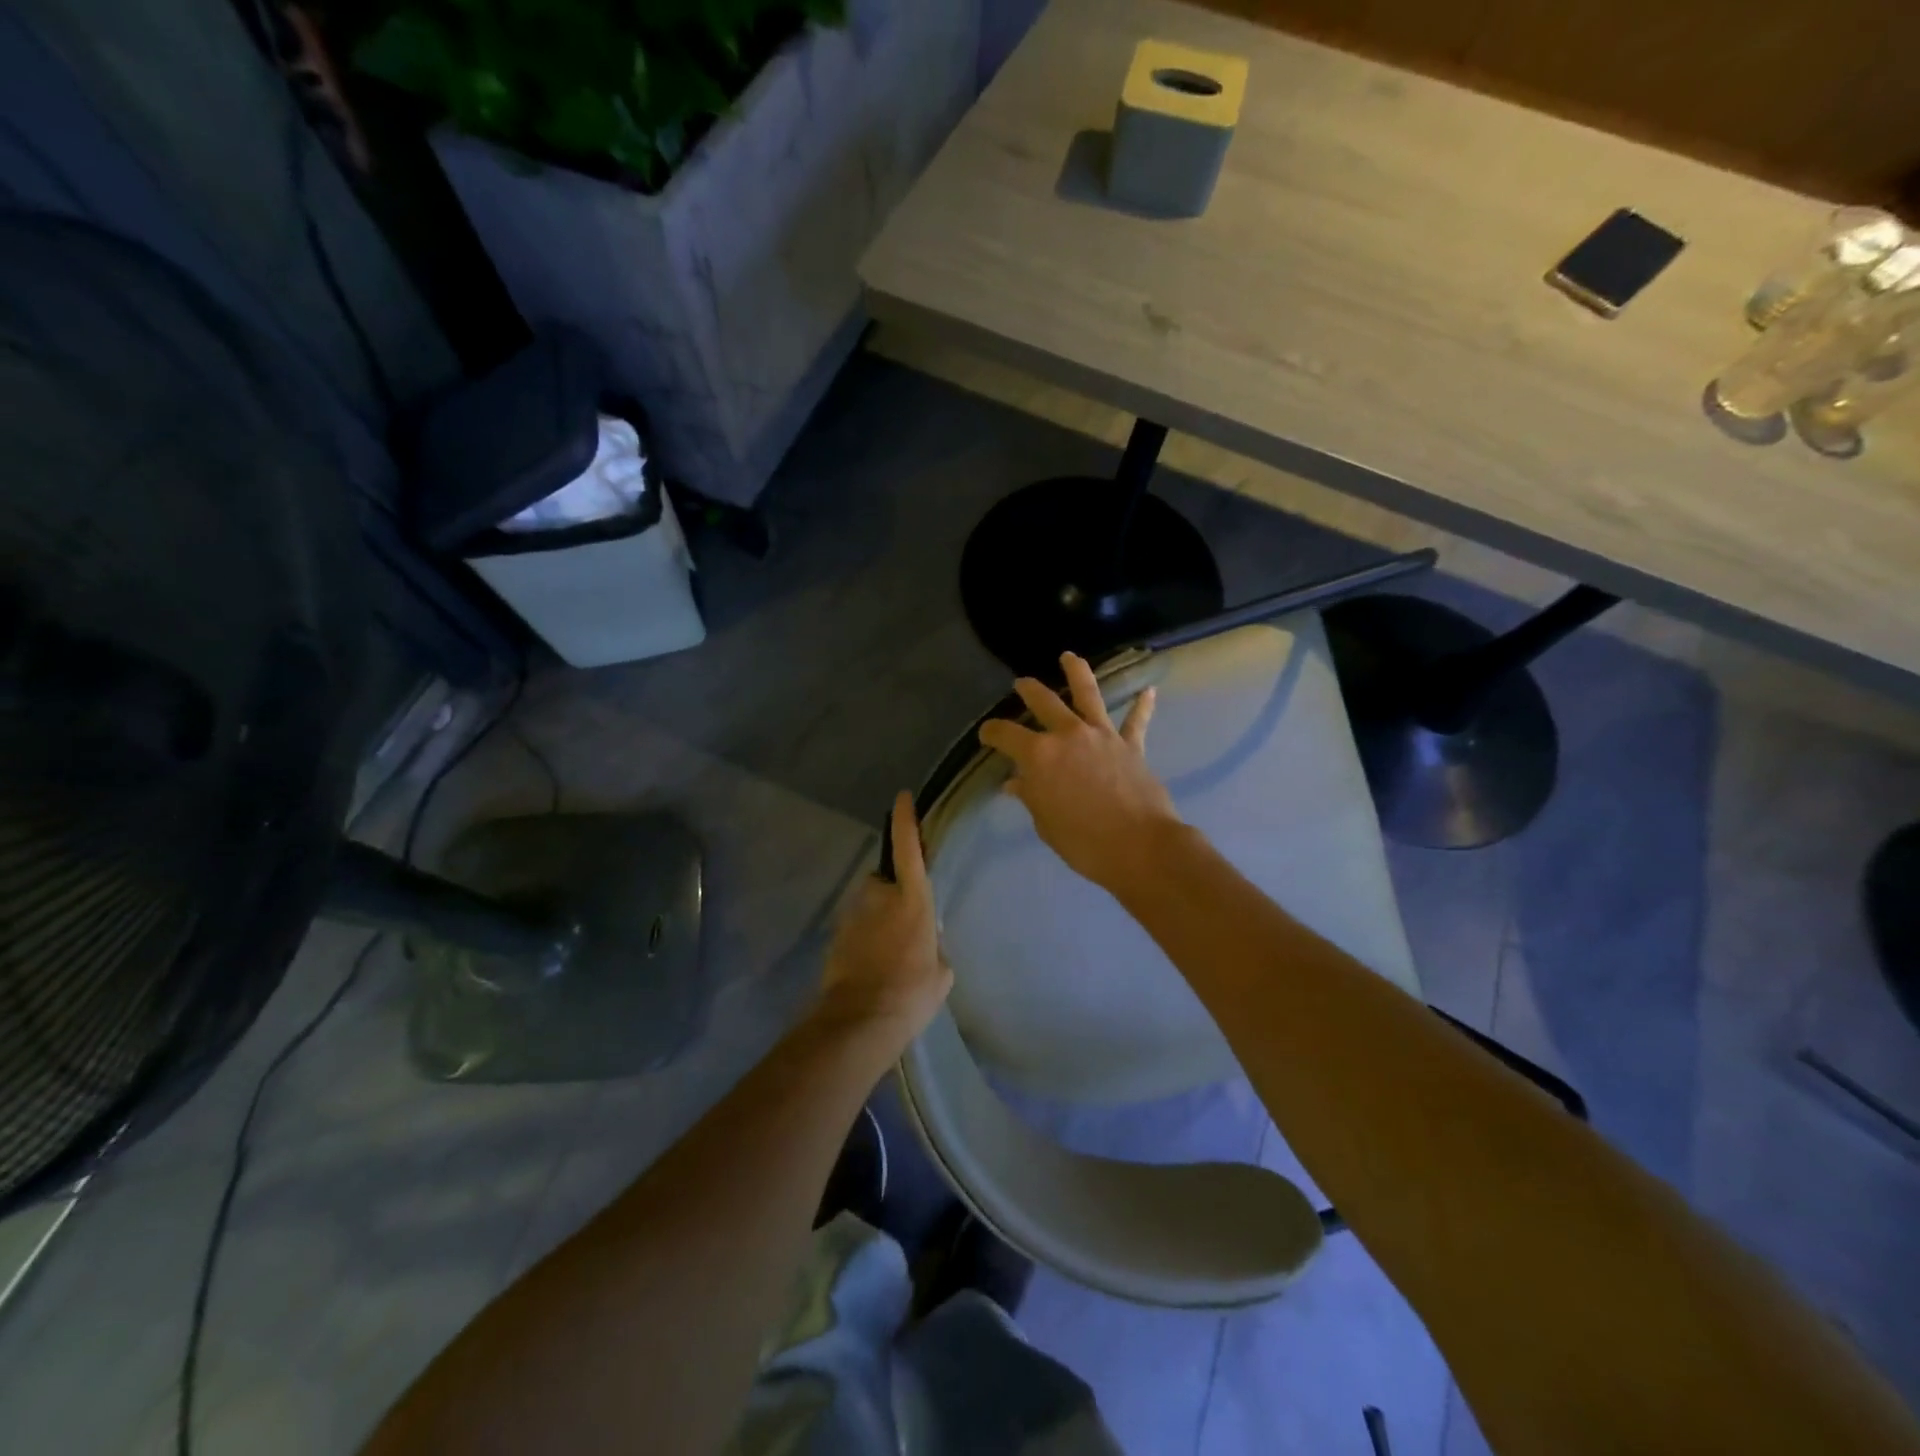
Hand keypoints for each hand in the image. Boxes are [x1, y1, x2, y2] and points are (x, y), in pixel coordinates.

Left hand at [815, 793, 952, 1050]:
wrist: (860, 1020)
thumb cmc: (912, 992)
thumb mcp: (942, 972)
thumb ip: (934, 946)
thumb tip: (926, 943)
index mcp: (912, 900)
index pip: (908, 849)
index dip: (906, 821)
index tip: (902, 798)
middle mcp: (879, 898)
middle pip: (883, 881)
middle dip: (890, 893)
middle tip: (901, 924)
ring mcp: (853, 916)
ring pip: (867, 907)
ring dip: (876, 920)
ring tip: (887, 955)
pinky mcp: (835, 937)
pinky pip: (855, 929)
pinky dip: (862, 941)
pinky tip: (871, 968)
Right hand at [978, 652, 1181, 892]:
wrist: (1138, 846)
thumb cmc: (1082, 842)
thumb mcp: (1045, 823)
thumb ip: (1031, 796)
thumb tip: (1015, 783)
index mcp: (1039, 755)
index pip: (1005, 735)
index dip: (992, 732)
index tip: (986, 734)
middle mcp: (1068, 735)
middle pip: (1044, 702)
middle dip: (1029, 690)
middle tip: (1021, 683)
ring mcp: (1102, 736)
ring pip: (1088, 694)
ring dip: (1077, 672)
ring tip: (1070, 657)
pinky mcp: (1131, 745)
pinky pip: (1136, 721)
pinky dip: (1142, 706)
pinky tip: (1149, 691)